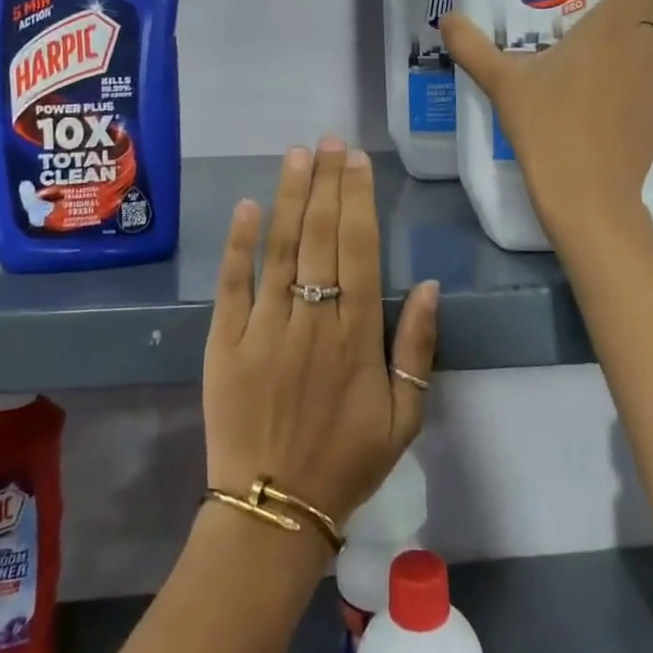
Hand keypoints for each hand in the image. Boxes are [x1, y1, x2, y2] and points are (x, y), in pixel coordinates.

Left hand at [204, 135, 440, 529]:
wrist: (274, 511)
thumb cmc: (347, 462)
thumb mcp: (404, 417)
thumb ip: (417, 347)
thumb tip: (427, 285)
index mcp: (357, 336)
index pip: (359, 249)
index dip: (358, 200)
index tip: (358, 161)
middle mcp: (312, 321)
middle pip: (320, 237)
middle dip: (326, 183)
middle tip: (329, 141)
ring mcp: (265, 329)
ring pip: (280, 250)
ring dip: (289, 198)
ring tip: (297, 155)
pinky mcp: (226, 342)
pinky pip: (233, 286)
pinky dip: (240, 245)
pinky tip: (248, 207)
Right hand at [442, 0, 652, 243]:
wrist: (586, 195)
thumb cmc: (545, 126)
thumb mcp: (501, 84)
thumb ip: (472, 47)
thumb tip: (446, 19)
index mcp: (610, 29)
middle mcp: (644, 48)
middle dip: (641, 10)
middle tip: (603, 25)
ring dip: (648, 46)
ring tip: (612, 62)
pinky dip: (647, 83)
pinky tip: (617, 103)